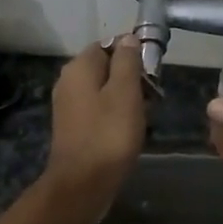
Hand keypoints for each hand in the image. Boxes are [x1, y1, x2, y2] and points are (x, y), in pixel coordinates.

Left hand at [43, 34, 146, 210]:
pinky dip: (116, 115)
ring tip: (146, 113)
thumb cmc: (108, 134)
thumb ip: (127, 62)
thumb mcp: (125, 92)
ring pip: (104, 90)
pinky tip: (130, 129)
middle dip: (131, 77)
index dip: (132, 52)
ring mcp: (69, 106)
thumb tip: (129, 39)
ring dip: (126, 98)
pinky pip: (99, 110)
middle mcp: (69, 82)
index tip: (153, 69)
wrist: (82, 184)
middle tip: (153, 94)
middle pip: (106, 67)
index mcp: (79, 68)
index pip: (108, 44)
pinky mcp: (74, 127)